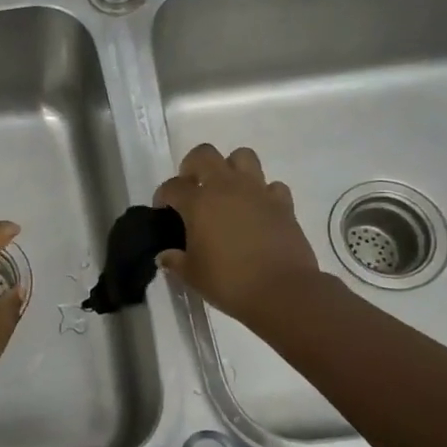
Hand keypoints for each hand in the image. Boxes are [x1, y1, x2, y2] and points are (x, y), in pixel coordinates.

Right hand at [154, 144, 325, 330]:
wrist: (282, 291)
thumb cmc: (229, 282)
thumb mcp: (193, 275)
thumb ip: (175, 261)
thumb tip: (165, 255)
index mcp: (198, 202)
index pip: (172, 186)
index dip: (163, 196)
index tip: (163, 211)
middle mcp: (226, 187)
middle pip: (204, 154)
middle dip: (193, 166)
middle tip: (192, 188)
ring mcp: (258, 192)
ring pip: (243, 157)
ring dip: (231, 168)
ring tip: (227, 192)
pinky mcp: (283, 204)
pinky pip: (272, 185)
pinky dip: (263, 193)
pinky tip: (258, 210)